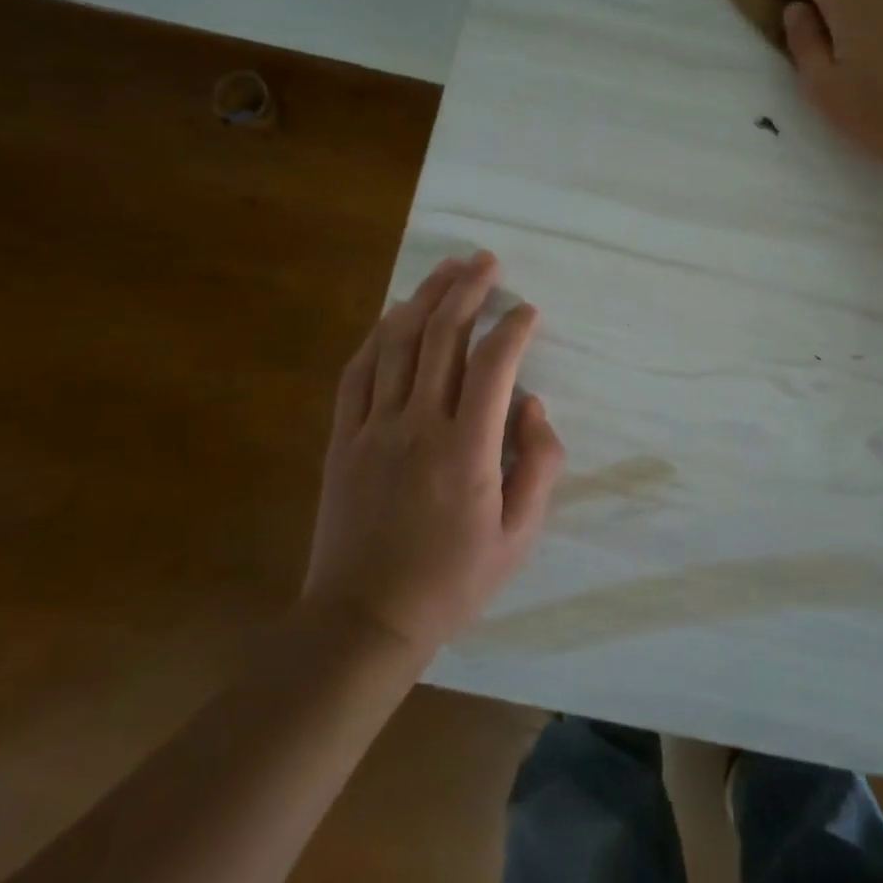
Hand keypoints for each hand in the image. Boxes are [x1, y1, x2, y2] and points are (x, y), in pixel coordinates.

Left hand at [303, 252, 563, 654]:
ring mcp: (374, 427)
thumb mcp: (519, 537)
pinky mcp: (344, 438)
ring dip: (424, 298)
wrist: (365, 620)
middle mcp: (420, 424)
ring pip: (398, 343)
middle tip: (487, 261)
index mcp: (468, 448)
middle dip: (468, 290)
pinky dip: (377, 335)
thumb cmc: (452, 581)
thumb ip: (539, 465)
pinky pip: (358, 372)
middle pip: (443, 336)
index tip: (529, 312)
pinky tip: (393, 314)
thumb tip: (534, 406)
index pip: (494, 364)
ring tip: (447, 268)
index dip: (514, 328)